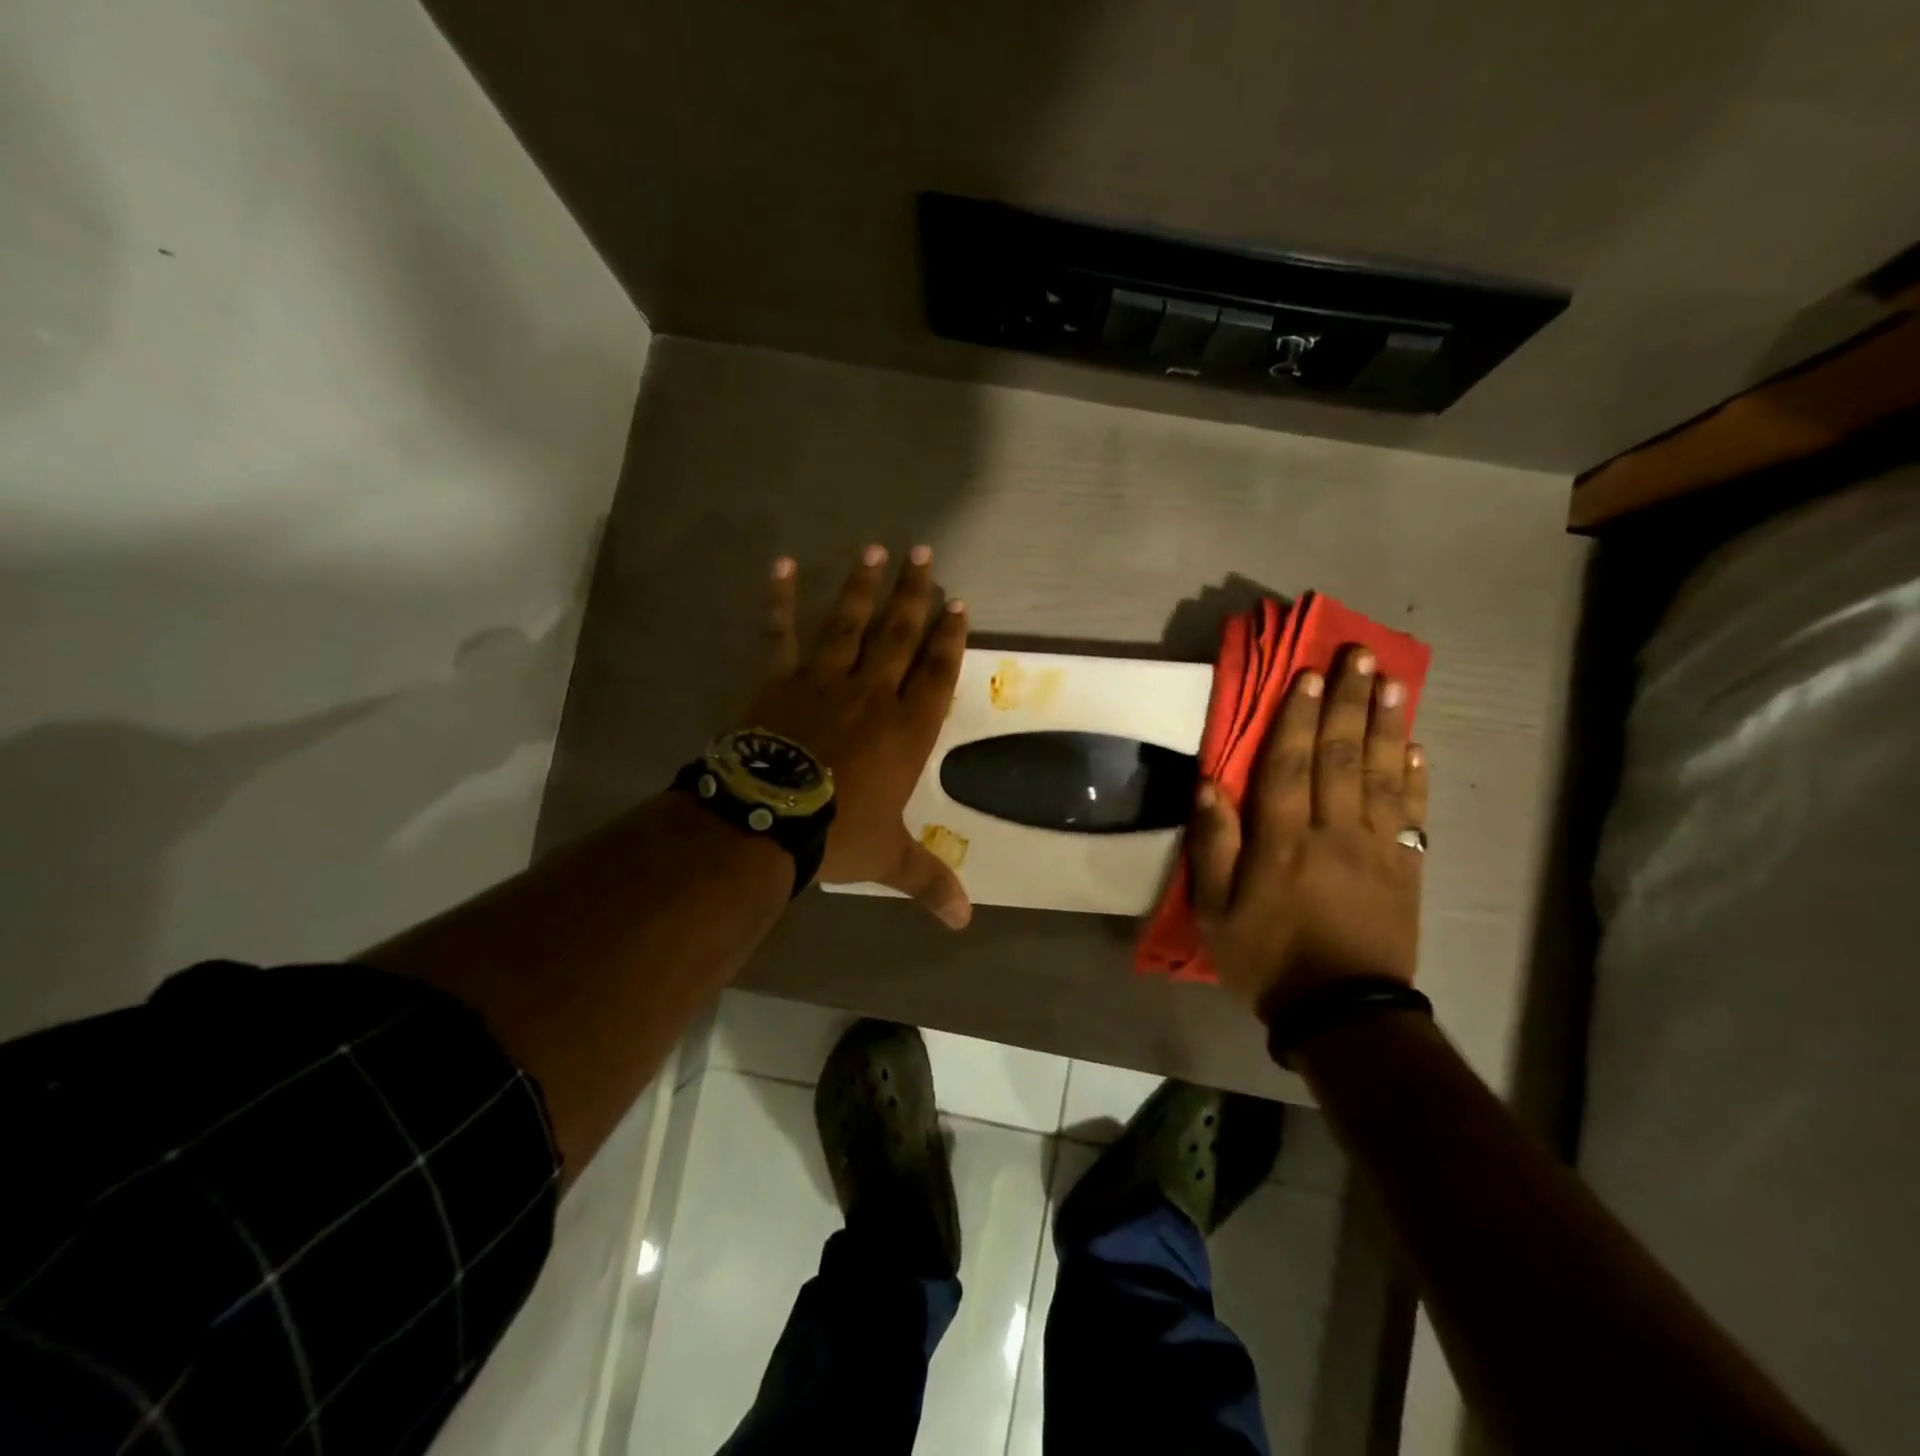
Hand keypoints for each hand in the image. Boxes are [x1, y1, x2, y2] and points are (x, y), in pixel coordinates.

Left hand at [742, 544, 971, 927]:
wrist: (769, 820)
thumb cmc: (837, 834)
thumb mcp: (889, 858)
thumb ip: (929, 881)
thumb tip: (965, 922)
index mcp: (907, 729)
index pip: (937, 673)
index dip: (950, 638)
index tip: (958, 603)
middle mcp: (872, 694)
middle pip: (899, 635)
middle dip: (913, 594)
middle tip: (924, 554)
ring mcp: (824, 681)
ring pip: (849, 623)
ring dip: (862, 586)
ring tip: (875, 549)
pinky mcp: (780, 680)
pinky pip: (780, 633)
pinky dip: (779, 599)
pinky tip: (781, 564)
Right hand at [1188, 648, 1426, 1017]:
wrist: (1342, 1012)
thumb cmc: (1266, 958)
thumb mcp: (1215, 910)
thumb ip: (1213, 846)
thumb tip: (1209, 786)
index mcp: (1282, 841)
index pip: (1289, 765)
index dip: (1298, 716)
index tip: (1309, 674)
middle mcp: (1333, 832)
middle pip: (1340, 756)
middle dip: (1348, 702)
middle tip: (1360, 656)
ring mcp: (1376, 849)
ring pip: (1380, 774)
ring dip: (1386, 725)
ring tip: (1393, 682)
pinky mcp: (1406, 869)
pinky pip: (1412, 813)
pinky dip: (1413, 776)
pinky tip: (1415, 746)